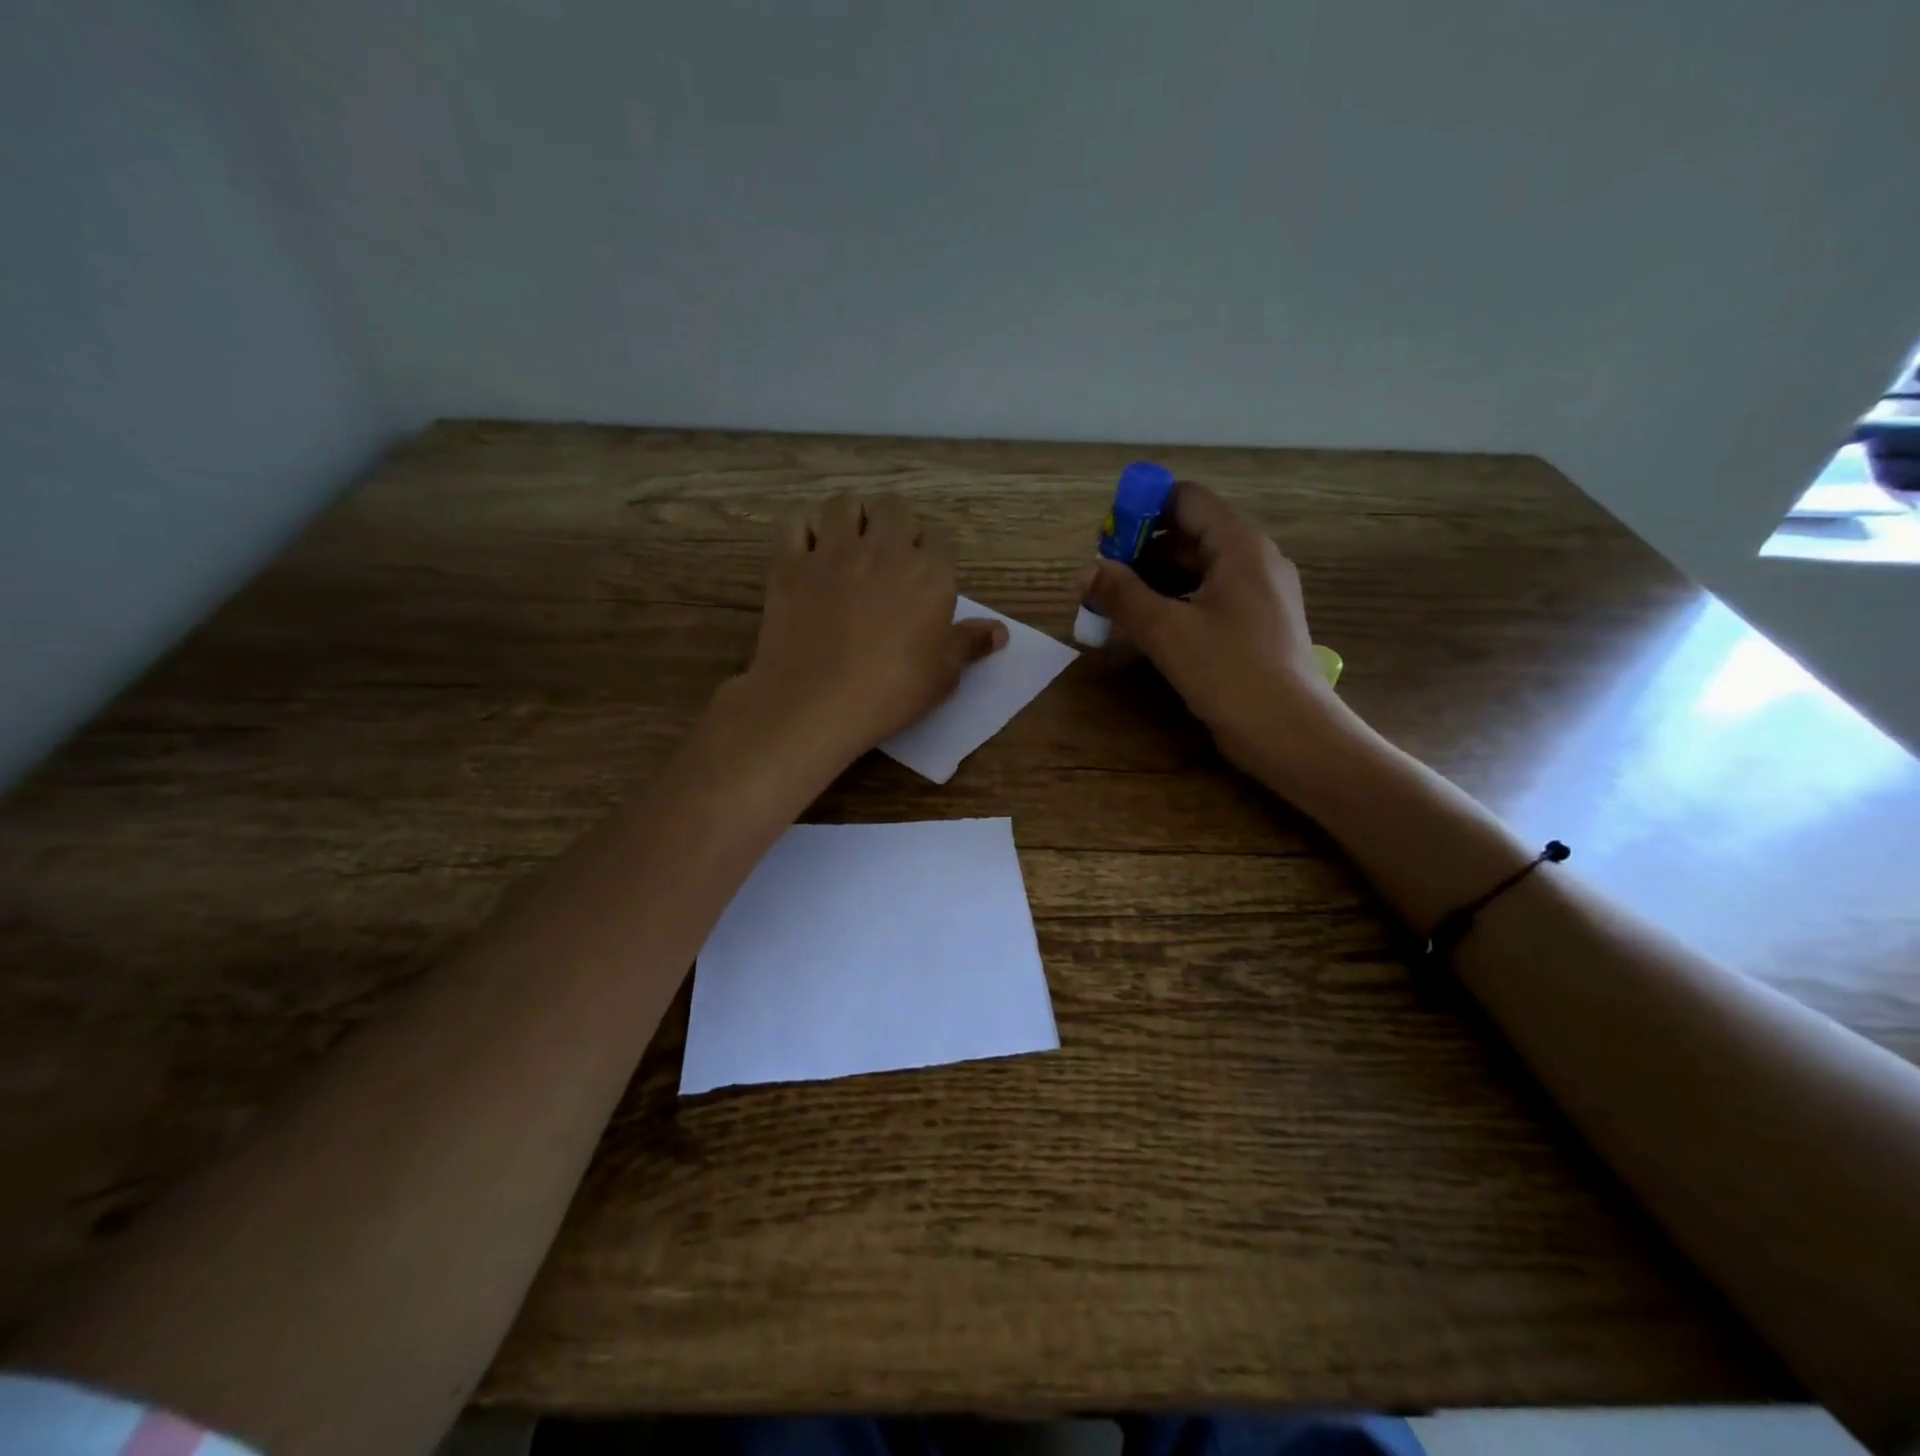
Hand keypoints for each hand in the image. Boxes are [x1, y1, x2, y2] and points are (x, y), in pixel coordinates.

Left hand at [727, 493, 1006, 770]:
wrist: (817, 702)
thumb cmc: (891, 692)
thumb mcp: (943, 676)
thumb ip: (969, 645)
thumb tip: (1000, 631)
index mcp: (929, 574)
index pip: (940, 539)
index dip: (932, 556)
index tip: (925, 578)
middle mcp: (884, 550)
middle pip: (895, 509)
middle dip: (894, 526)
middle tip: (887, 559)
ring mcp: (833, 552)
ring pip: (845, 504)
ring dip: (851, 518)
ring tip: (848, 545)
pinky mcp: (791, 564)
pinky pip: (795, 525)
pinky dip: (802, 533)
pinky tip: (807, 555)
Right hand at [1081, 481, 1345, 774]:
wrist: (1288, 732)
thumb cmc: (1229, 672)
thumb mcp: (1166, 631)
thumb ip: (1123, 595)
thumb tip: (1087, 571)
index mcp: (1238, 545)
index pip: (1185, 500)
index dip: (1141, 510)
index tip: (1105, 540)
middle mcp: (1253, 559)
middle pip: (1188, 535)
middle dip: (1140, 553)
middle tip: (1101, 582)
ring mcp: (1257, 595)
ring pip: (1196, 571)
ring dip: (1153, 583)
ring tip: (1115, 609)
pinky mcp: (1254, 626)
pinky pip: (1207, 599)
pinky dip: (1174, 605)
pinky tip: (1146, 631)